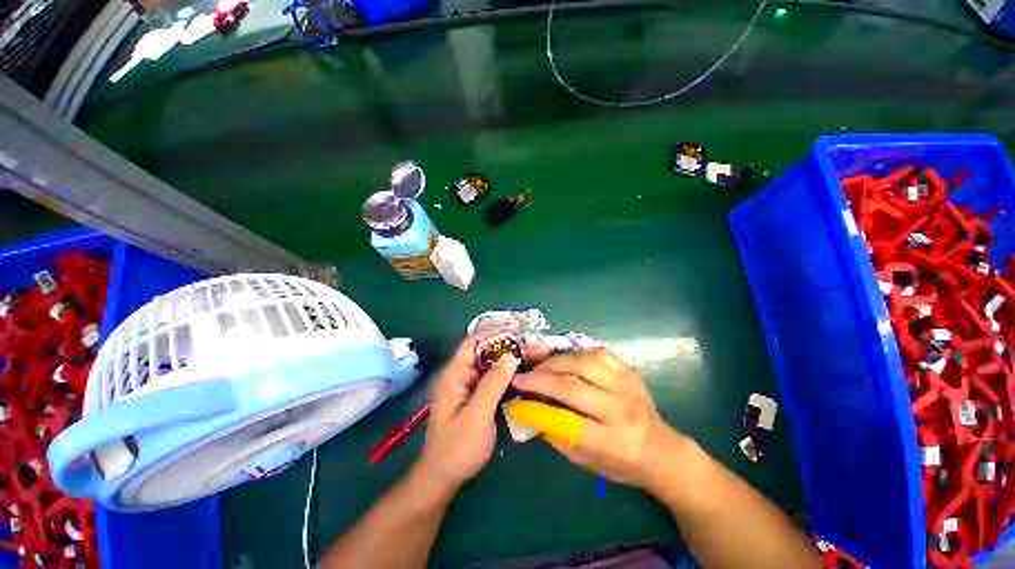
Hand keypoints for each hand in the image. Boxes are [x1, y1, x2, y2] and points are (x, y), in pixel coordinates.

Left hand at [415, 329, 548, 490]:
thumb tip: (509, 356)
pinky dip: (511, 376)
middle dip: (510, 348)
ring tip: (537, 358)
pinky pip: (496, 381)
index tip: (516, 330)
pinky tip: (526, 376)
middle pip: (487, 353)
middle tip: (536, 347)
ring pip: (493, 367)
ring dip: (513, 361)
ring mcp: (471, 388)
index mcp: (455, 376)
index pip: (473, 344)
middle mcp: (463, 377)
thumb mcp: (477, 415)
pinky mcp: (478, 398)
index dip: (493, 333)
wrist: (444, 478)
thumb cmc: (457, 448)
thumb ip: (492, 384)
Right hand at [511, 348, 687, 490]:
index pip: (566, 421)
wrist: (662, 449)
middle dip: (540, 378)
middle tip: (521, 377)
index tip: (516, 400)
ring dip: (555, 362)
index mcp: (613, 442)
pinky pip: (597, 352)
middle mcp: (621, 410)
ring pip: (583, 362)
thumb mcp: (587, 462)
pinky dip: (575, 353)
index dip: (536, 409)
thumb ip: (558, 435)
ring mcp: (627, 385)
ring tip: (540, 366)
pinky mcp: (629, 370)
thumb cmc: (622, 463)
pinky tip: (564, 359)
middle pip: (573, 386)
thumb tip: (530, 408)